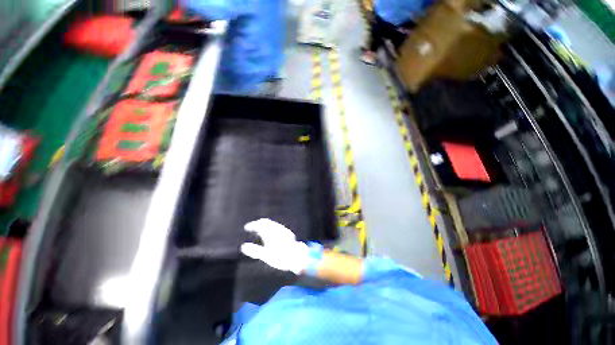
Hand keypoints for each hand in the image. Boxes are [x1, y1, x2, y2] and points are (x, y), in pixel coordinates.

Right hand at [240, 219, 309, 273]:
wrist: (297, 257)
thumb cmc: (280, 257)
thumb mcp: (265, 255)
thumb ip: (254, 250)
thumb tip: (243, 246)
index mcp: (270, 232)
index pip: (259, 224)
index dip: (252, 225)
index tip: (246, 227)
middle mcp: (277, 228)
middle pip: (266, 222)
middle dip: (258, 223)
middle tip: (252, 227)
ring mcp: (283, 230)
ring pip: (272, 223)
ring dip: (265, 225)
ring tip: (260, 230)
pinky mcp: (288, 233)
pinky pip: (277, 227)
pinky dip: (271, 227)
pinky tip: (271, 233)